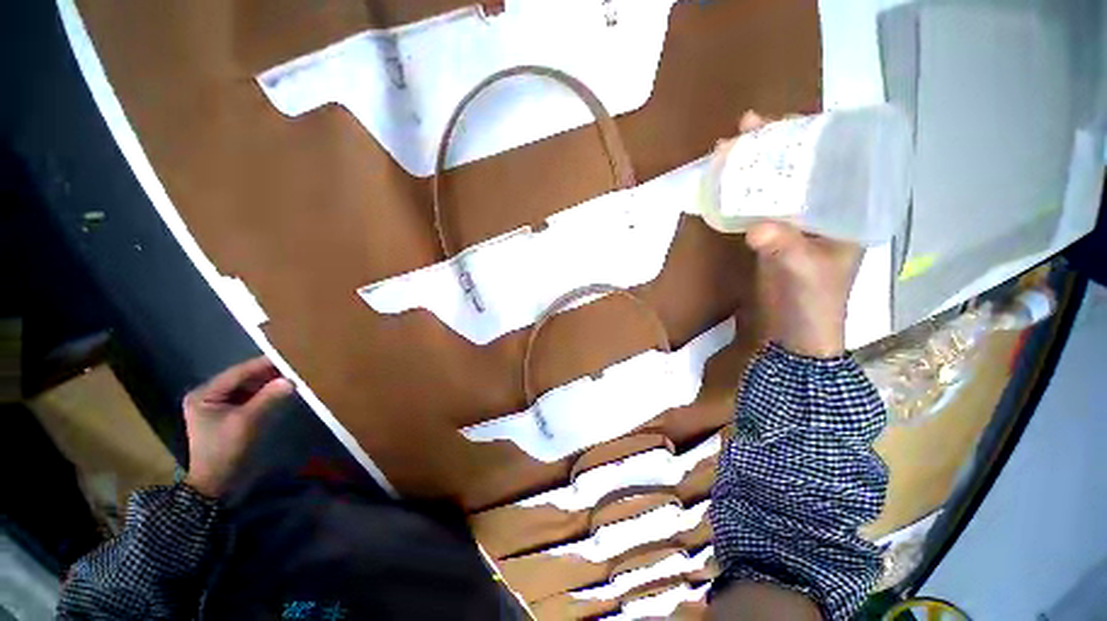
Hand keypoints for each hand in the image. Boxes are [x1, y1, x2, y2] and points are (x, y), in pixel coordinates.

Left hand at [182, 357, 293, 496]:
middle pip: (243, 378)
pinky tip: (282, 392)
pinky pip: (251, 398)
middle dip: (268, 374)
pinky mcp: (230, 414)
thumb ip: (267, 399)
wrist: (217, 484)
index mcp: (204, 394)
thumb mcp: (246, 423)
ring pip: (249, 387)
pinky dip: (266, 394)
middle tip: (295, 367)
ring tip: (292, 377)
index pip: (238, 373)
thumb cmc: (225, 451)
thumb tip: (291, 379)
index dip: (263, 365)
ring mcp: (219, 405)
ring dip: (269, 384)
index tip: (289, 357)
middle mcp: (209, 395)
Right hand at [737, 111, 862, 357]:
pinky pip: (757, 206)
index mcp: (846, 209)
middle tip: (747, 127)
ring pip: (776, 184)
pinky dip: (741, 193)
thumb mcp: (804, 272)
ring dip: (753, 167)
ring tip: (729, 148)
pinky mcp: (772, 235)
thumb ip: (785, 248)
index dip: (811, 136)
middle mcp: (823, 208)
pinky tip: (725, 184)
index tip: (785, 119)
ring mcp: (795, 221)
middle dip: (774, 146)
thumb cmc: (813, 302)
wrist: (794, 331)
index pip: (834, 160)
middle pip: (800, 167)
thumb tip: (757, 229)